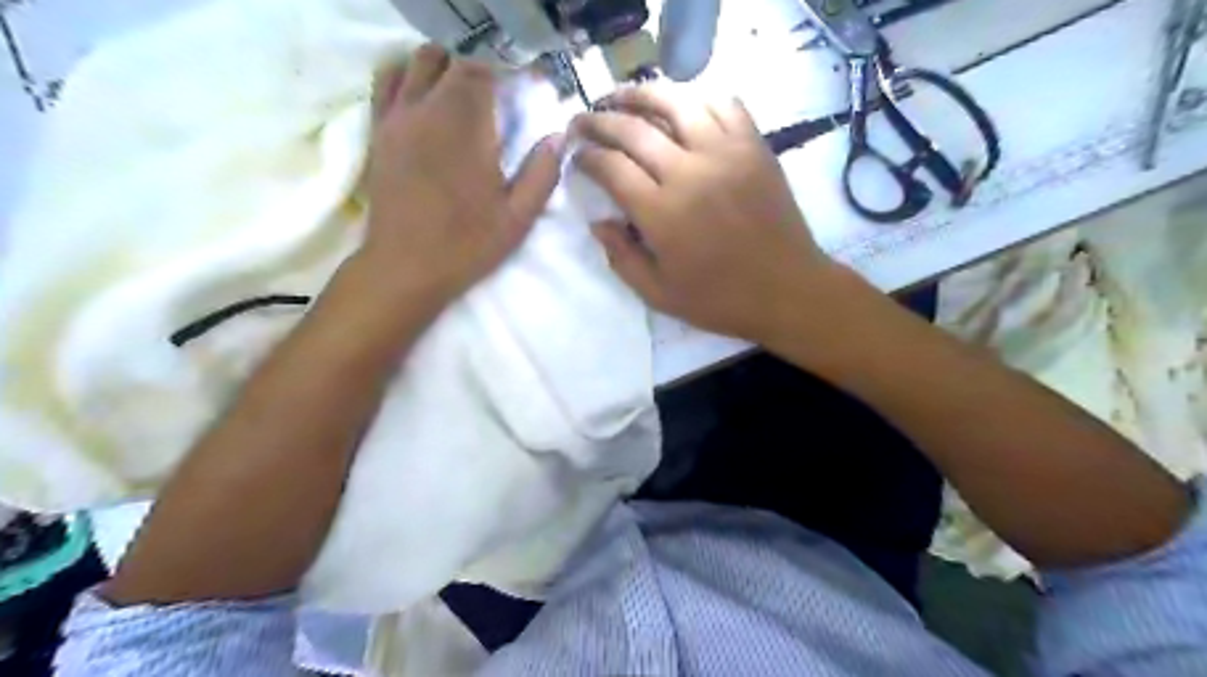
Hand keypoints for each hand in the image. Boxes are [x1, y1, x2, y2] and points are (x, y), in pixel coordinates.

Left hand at [361, 46, 563, 309]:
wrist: (404, 267)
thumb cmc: (466, 245)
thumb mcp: (518, 217)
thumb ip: (542, 173)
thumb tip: (557, 136)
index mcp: (466, 126)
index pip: (485, 71)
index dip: (508, 74)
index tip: (525, 90)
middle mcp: (428, 109)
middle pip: (451, 61)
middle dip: (479, 70)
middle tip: (498, 98)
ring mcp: (397, 117)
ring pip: (416, 62)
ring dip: (443, 68)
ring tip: (462, 95)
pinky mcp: (378, 131)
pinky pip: (388, 81)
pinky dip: (409, 76)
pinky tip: (425, 99)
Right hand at [572, 85, 840, 343]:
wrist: (787, 290)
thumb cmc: (720, 300)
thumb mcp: (658, 295)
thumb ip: (621, 257)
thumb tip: (598, 222)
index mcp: (662, 213)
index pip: (611, 166)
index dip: (586, 156)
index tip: (576, 156)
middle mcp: (689, 172)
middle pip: (633, 128)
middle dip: (599, 120)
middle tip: (583, 121)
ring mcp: (726, 153)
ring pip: (676, 101)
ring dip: (641, 93)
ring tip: (623, 97)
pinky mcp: (754, 147)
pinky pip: (724, 104)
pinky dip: (697, 97)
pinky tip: (682, 106)